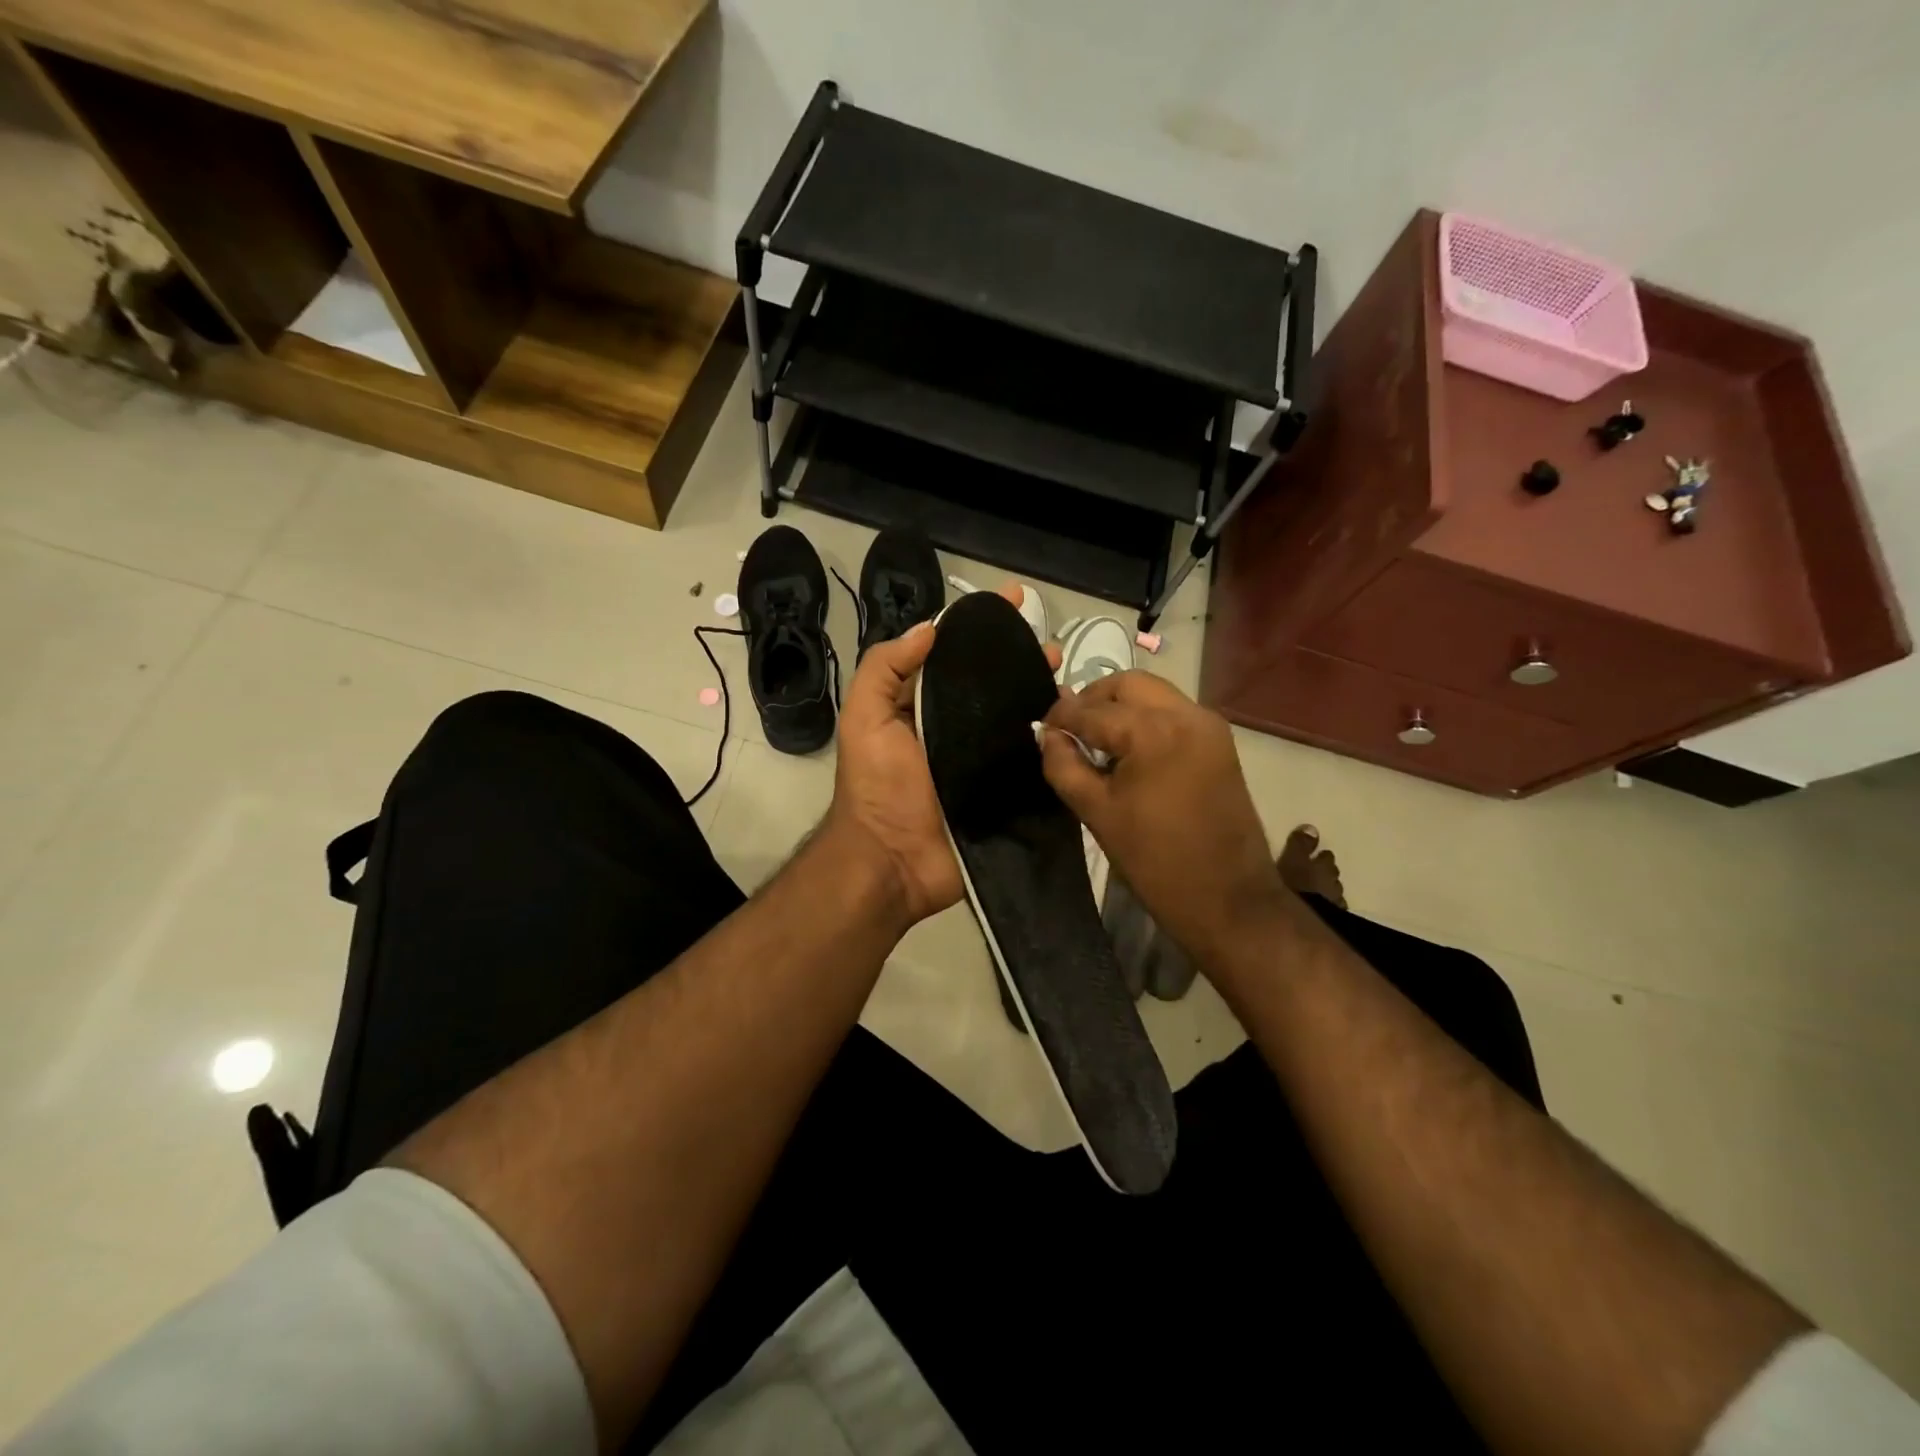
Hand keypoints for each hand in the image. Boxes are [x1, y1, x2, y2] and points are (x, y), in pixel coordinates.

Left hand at [825, 585, 1058, 930]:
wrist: (892, 863)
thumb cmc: (876, 786)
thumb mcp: (864, 718)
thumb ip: (885, 669)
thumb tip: (929, 629)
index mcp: (922, 707)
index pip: (956, 656)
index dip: (982, 627)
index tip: (1015, 599)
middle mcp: (955, 728)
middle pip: (994, 685)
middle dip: (1023, 659)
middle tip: (1054, 648)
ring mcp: (982, 761)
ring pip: (1018, 718)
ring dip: (1043, 695)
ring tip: (1071, 681)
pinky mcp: (1004, 792)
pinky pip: (1031, 761)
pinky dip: (1052, 741)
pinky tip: (1075, 724)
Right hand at [1040, 672, 1287, 968]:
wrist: (1228, 899)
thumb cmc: (1155, 860)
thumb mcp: (1096, 812)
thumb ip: (1064, 765)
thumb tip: (1048, 734)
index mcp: (1152, 731)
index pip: (1091, 710)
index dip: (1060, 717)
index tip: (1041, 729)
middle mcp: (1185, 714)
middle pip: (1127, 684)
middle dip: (1093, 700)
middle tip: (1070, 730)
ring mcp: (1208, 725)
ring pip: (1153, 693)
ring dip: (1121, 707)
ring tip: (1097, 741)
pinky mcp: (1220, 741)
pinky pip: (1173, 712)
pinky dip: (1146, 718)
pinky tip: (1129, 751)